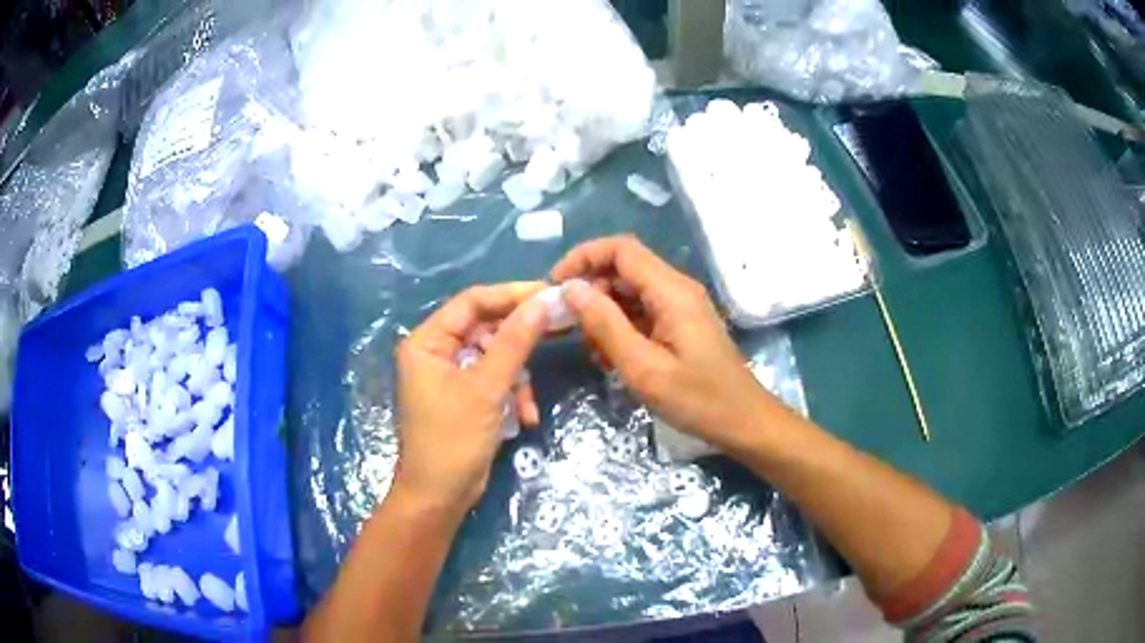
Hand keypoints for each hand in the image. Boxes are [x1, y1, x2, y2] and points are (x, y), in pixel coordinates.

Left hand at [393, 282, 547, 513]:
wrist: (439, 498)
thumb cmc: (453, 440)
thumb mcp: (487, 389)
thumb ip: (514, 342)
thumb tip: (542, 302)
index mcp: (427, 342)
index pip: (472, 303)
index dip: (511, 295)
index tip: (549, 293)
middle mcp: (435, 353)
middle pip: (485, 329)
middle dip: (518, 342)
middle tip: (558, 330)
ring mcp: (449, 376)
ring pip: (495, 358)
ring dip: (517, 380)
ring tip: (527, 406)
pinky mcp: (464, 398)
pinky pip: (494, 382)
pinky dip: (510, 397)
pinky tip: (523, 419)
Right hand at [551, 236, 772, 452]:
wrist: (743, 421)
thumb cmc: (697, 399)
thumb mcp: (643, 367)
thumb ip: (606, 325)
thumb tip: (571, 289)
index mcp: (671, 291)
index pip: (621, 249)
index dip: (584, 257)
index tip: (555, 285)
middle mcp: (677, 288)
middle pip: (624, 269)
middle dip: (592, 291)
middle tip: (571, 329)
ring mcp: (680, 306)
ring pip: (630, 292)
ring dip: (604, 314)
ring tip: (594, 351)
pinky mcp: (681, 324)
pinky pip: (643, 312)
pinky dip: (621, 327)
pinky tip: (613, 358)